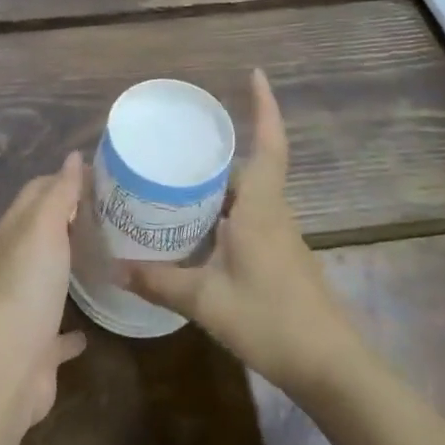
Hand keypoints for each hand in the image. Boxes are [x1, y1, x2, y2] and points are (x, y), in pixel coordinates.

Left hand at [0, 151, 89, 427]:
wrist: (7, 363)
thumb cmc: (27, 285)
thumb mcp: (43, 227)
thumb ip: (59, 193)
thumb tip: (72, 157)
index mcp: (12, 233)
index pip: (35, 192)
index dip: (62, 180)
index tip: (99, 177)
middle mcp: (13, 265)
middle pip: (42, 233)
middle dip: (69, 220)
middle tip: (110, 215)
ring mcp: (24, 306)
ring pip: (48, 279)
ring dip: (68, 268)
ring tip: (104, 260)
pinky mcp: (38, 345)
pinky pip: (57, 331)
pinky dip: (72, 329)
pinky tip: (90, 330)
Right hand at [124, 71, 355, 394]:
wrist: (331, 368)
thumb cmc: (271, 321)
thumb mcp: (205, 301)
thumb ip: (158, 281)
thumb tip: (113, 266)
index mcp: (261, 209)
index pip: (269, 145)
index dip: (265, 108)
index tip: (255, 75)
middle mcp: (274, 214)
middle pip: (251, 167)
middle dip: (222, 149)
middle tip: (180, 139)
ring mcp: (281, 238)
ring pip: (250, 195)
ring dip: (222, 182)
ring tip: (179, 178)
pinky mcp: (281, 259)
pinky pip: (250, 219)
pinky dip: (225, 211)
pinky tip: (198, 228)